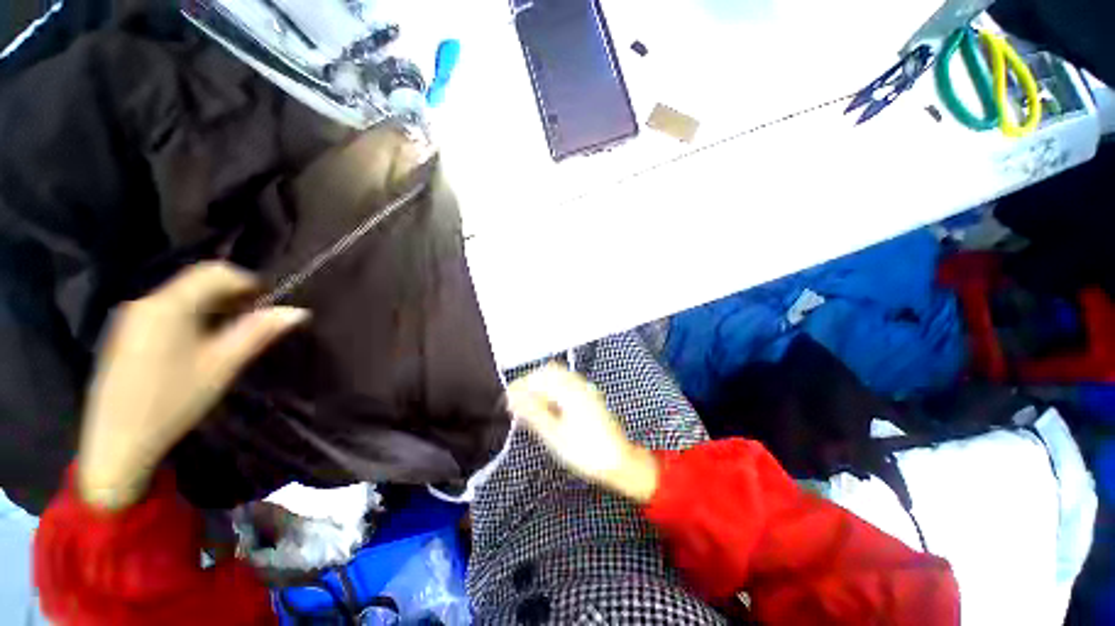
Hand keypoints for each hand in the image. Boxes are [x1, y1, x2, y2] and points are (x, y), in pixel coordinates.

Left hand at [78, 262, 308, 509]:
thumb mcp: (222, 365)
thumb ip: (258, 332)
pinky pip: (167, 310)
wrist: (116, 440)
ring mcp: (132, 317)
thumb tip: (297, 311)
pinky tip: (199, 343)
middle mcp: (147, 301)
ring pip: (182, 295)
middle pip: (197, 281)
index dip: (248, 282)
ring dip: (213, 306)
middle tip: (254, 320)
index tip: (268, 304)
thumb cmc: (174, 400)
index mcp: (170, 305)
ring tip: (230, 334)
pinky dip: (192, 316)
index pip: (216, 272)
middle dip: (232, 295)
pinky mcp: (126, 333)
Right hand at [506, 366, 659, 502]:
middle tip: (517, 403)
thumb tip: (513, 399)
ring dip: (541, 387)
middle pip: (549, 372)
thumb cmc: (586, 452)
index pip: (539, 377)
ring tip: (530, 408)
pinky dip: (553, 392)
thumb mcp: (554, 435)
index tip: (507, 399)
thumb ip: (533, 412)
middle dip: (530, 384)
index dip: (520, 386)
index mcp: (570, 391)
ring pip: (558, 378)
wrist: (618, 462)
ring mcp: (586, 389)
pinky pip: (566, 385)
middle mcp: (579, 384)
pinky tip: (547, 408)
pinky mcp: (589, 397)